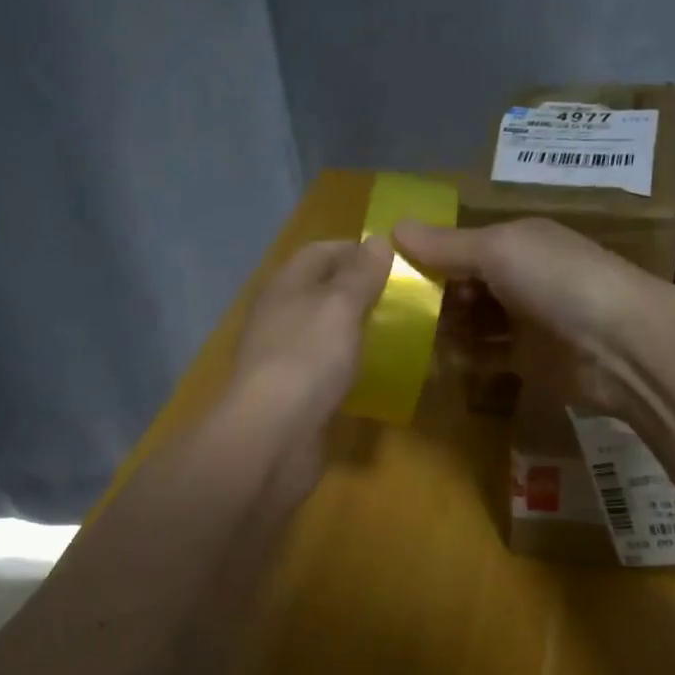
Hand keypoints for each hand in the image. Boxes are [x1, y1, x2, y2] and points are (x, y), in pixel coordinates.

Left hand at [224, 235, 393, 434]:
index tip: (396, 260)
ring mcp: (281, 355)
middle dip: (358, 290)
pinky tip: (370, 371)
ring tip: (394, 332)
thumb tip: (378, 241)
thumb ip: (360, 275)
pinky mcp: (290, 391)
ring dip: (352, 328)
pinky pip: (322, 366)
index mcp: (285, 286)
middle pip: (319, 290)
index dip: (356, 250)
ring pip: (321, 329)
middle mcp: (279, 315)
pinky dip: (345, 363)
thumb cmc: (308, 358)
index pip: (320, 251)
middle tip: (401, 298)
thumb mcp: (341, 306)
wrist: (273, 434)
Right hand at [392, 217, 663, 414]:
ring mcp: (526, 321)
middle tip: (402, 315)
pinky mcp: (529, 360)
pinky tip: (445, 361)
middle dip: (435, 299)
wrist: (622, 347)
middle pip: (464, 287)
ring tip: (415, 340)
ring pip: (473, 323)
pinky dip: (466, 358)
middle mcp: (520, 278)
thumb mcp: (499, 250)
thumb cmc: (558, 282)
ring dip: (447, 330)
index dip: (429, 259)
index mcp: (516, 243)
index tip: (391, 277)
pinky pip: (487, 356)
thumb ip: (446, 245)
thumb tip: (393, 227)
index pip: (461, 247)